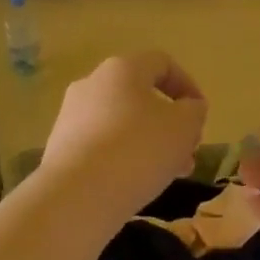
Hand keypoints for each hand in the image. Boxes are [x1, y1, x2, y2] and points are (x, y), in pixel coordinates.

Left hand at [39, 52, 207, 223]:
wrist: (75, 196)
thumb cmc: (138, 150)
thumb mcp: (183, 127)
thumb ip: (194, 111)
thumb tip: (189, 108)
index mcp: (123, 68)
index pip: (162, 63)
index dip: (187, 85)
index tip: (200, 115)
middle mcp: (93, 83)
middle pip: (140, 95)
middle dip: (169, 123)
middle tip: (187, 154)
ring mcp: (71, 114)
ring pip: (120, 122)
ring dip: (148, 143)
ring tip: (166, 176)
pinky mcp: (59, 146)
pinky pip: (100, 144)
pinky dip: (121, 157)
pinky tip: (133, 185)